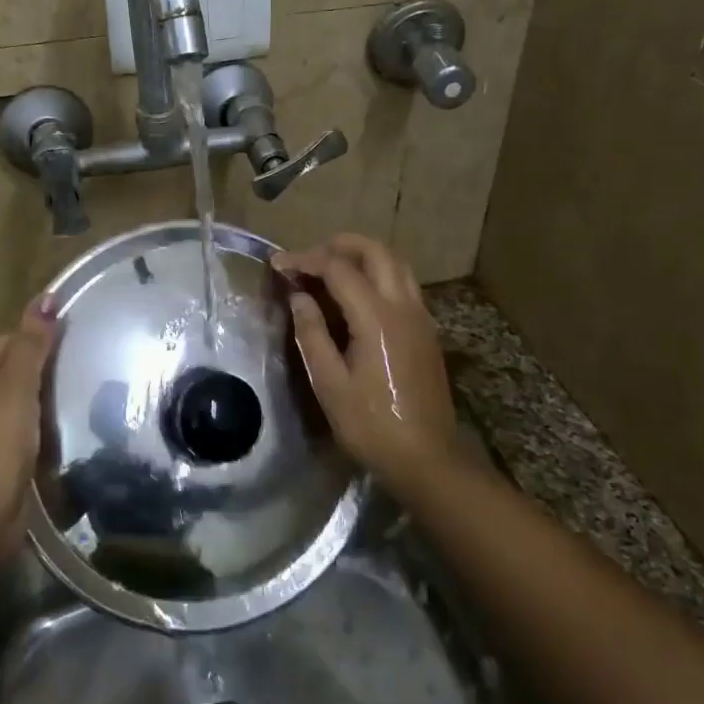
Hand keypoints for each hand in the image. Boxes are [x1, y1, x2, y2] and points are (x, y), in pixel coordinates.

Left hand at [0, 295, 57, 554]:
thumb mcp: (17, 387)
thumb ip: (32, 342)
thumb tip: (46, 295)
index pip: (12, 337)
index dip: (44, 340)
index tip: (79, 347)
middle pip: (17, 364)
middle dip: (48, 368)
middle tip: (85, 370)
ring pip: (23, 394)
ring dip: (47, 395)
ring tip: (81, 394)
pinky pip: (23, 419)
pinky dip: (43, 419)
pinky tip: (65, 423)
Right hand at [273, 235, 459, 494]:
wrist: (426, 458)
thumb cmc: (371, 425)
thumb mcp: (329, 383)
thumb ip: (312, 333)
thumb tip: (299, 297)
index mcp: (377, 318)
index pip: (338, 268)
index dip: (305, 260)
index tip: (278, 265)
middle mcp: (404, 306)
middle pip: (376, 251)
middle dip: (338, 245)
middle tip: (307, 259)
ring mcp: (420, 317)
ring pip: (395, 264)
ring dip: (361, 257)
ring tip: (329, 271)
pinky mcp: (426, 331)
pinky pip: (403, 284)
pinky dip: (377, 275)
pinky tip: (355, 298)